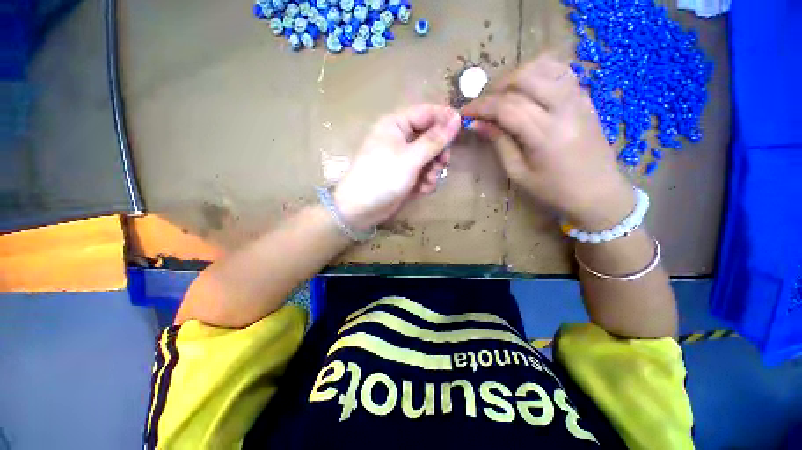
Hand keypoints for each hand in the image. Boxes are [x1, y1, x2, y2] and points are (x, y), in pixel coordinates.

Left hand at [333, 104, 461, 229]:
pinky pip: (423, 172)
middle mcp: (400, 138)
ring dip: (433, 170)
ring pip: (429, 157)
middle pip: (430, 137)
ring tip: (427, 182)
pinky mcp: (405, 175)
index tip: (462, 128)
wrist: (361, 208)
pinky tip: (421, 190)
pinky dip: (425, 181)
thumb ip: (434, 140)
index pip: (426, 113)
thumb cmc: (383, 177)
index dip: (445, 119)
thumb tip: (456, 119)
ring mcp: (403, 158)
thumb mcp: (411, 158)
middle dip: (438, 153)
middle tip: (442, 164)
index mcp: (396, 125)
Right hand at [463, 55, 634, 230]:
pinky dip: (538, 72)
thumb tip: (478, 124)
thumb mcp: (518, 173)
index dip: (481, 106)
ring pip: (544, 65)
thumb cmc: (554, 189)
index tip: (464, 112)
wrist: (598, 191)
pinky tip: (527, 89)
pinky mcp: (585, 96)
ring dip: (517, 75)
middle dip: (497, 86)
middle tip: (485, 105)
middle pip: (525, 77)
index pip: (506, 107)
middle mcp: (564, 108)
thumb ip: (499, 143)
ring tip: (504, 95)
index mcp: (545, 134)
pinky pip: (560, 69)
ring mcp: (578, 98)